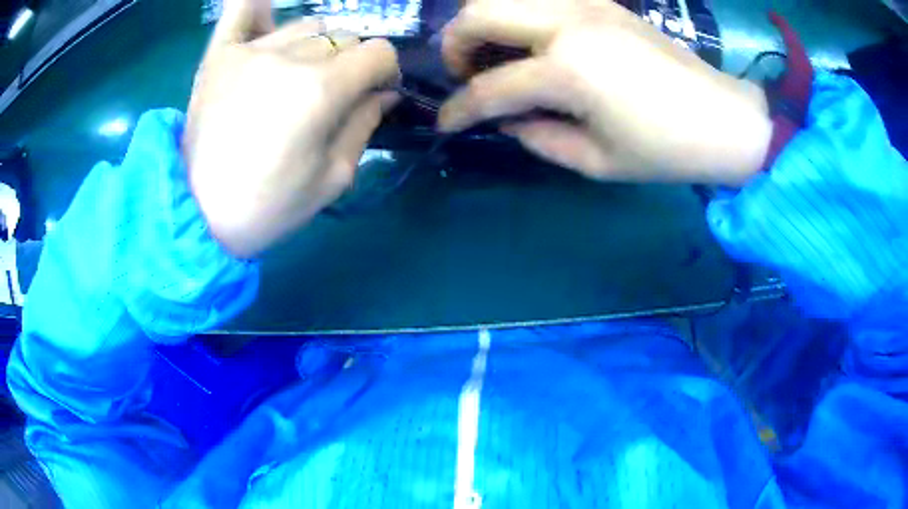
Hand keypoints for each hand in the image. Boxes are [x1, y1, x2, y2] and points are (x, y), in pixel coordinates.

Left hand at [183, 0, 399, 258]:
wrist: (198, 216)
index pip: (378, 52)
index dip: (385, 71)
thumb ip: (364, 125)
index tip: (376, 91)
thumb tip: (383, 93)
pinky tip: (265, 16)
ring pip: (307, 25)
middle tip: (333, 94)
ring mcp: (250, 51)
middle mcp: (289, 58)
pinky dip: (258, 7)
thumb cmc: (268, 207)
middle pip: (344, 37)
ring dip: (316, 45)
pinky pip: (242, 10)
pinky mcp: (218, 55)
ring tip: (298, 74)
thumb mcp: (333, 179)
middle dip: (350, 63)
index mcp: (321, 91)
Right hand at [438, 0, 771, 185]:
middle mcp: (567, 24)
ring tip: (493, 53)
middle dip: (455, 44)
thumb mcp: (596, 161)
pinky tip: (528, 41)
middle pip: (477, 13)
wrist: (723, 118)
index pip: (489, 88)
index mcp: (568, 71)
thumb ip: (537, 137)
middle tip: (466, 73)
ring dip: (483, 21)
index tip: (445, 125)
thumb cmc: (666, 150)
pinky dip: (517, 15)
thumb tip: (505, 119)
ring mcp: (585, 4)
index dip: (459, 111)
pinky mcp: (601, 2)